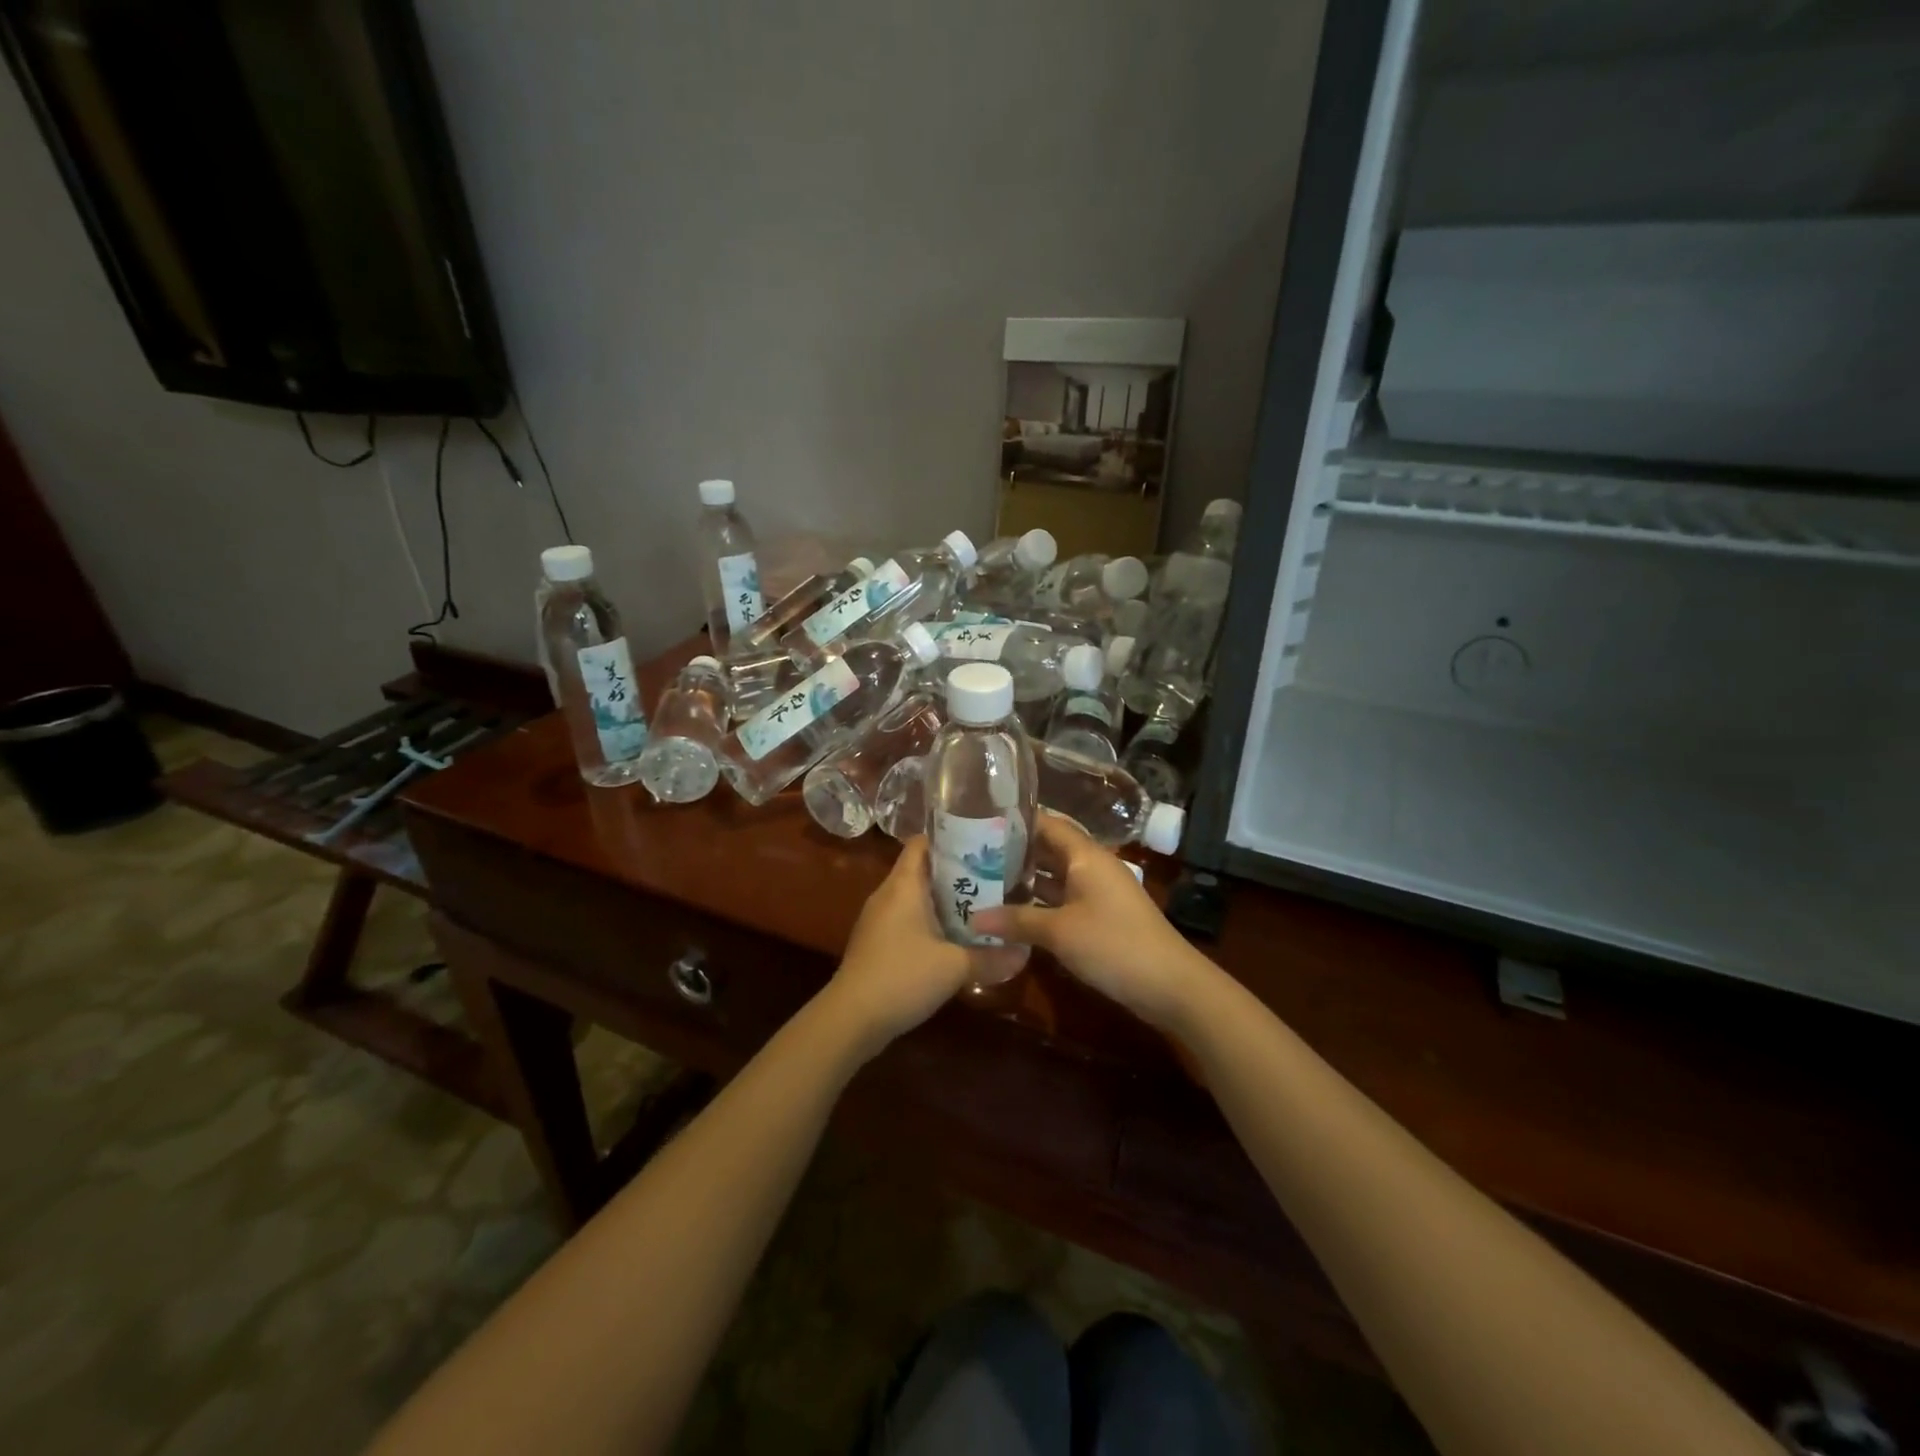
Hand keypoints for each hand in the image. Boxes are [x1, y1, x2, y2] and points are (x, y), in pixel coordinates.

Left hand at [821, 838, 1020, 1060]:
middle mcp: (888, 894)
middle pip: (923, 870)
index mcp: (903, 885)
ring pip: (917, 898)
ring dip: (946, 902)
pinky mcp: (877, 944)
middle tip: (994, 879)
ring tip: (982, 908)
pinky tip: (954, 941)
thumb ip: (991, 957)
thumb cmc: (902, 977)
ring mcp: (878, 920)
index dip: (950, 839)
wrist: (851, 1019)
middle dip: (957, 874)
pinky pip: (908, 921)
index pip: (922, 843)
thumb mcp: (955, 967)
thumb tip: (1025, 952)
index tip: (982, 845)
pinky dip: (931, 924)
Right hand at [973, 813, 1212, 1029]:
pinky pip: (1064, 900)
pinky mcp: (1102, 917)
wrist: (1170, 985)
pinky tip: (1013, 914)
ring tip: (983, 883)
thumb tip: (972, 919)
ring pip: (1056, 878)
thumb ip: (1016, 920)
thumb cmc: (1113, 945)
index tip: (980, 821)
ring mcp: (1099, 893)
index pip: (1048, 824)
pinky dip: (1041, 904)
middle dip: (1014, 853)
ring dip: (1026, 881)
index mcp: (1086, 856)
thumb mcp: (1059, 932)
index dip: (1016, 821)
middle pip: (1049, 850)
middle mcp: (1093, 867)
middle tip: (972, 856)